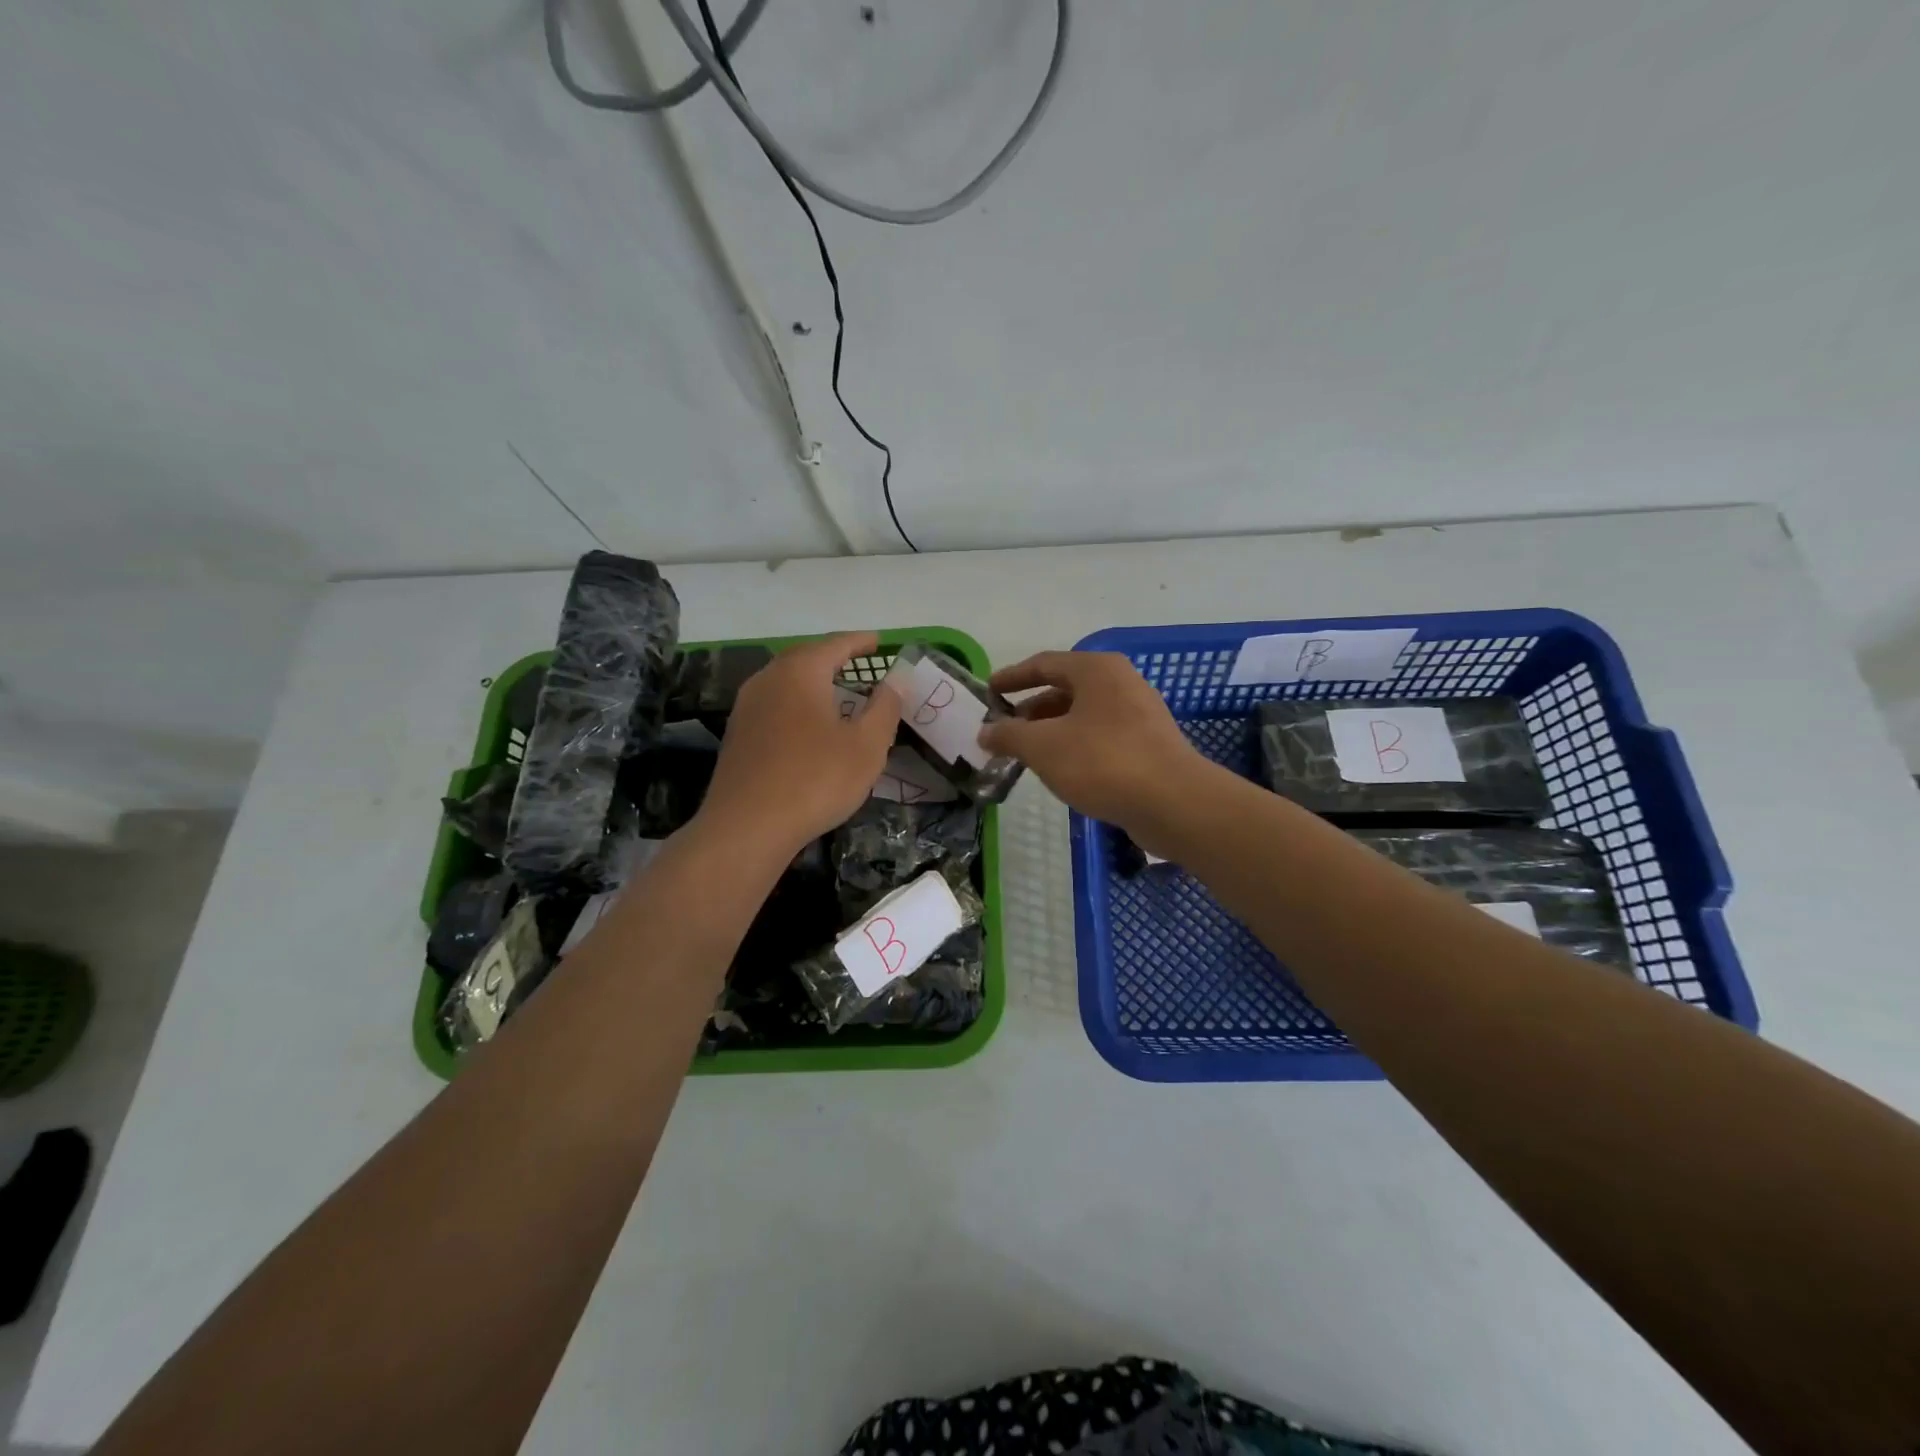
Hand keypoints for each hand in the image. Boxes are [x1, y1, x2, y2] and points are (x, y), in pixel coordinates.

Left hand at [698, 632, 900, 855]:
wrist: (747, 827)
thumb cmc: (815, 780)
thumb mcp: (866, 746)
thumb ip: (885, 707)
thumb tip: (898, 679)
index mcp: (801, 672)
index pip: (835, 644)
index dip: (860, 641)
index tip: (879, 640)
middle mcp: (769, 679)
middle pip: (805, 656)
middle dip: (833, 656)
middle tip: (858, 661)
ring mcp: (747, 706)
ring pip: (785, 680)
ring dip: (812, 679)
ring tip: (836, 690)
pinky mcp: (738, 734)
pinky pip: (774, 703)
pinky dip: (796, 702)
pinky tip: (807, 723)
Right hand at [978, 651, 1206, 836]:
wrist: (1173, 802)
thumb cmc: (1103, 762)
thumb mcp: (1043, 747)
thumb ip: (1009, 736)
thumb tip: (985, 732)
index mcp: (1096, 670)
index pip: (1044, 663)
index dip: (1012, 677)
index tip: (988, 692)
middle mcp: (1120, 682)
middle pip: (1064, 689)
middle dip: (1030, 711)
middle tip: (1003, 732)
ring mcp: (1139, 713)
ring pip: (1083, 715)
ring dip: (1051, 731)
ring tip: (1027, 755)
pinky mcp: (1149, 744)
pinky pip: (1101, 736)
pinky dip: (1075, 746)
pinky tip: (1061, 771)